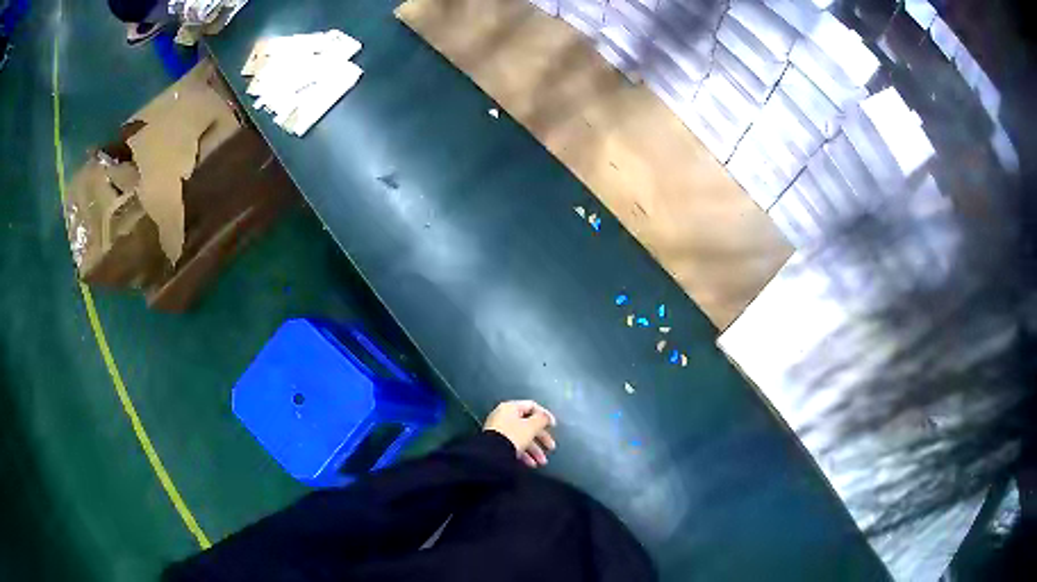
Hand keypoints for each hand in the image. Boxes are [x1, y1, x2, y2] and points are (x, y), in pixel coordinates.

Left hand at [483, 400, 556, 467]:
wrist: (491, 454)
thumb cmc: (512, 435)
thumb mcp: (531, 426)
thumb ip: (542, 419)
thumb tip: (546, 417)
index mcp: (510, 408)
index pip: (532, 406)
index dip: (545, 415)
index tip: (553, 426)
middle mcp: (503, 417)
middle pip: (528, 425)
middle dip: (541, 438)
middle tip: (551, 447)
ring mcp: (499, 431)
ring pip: (522, 438)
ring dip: (534, 450)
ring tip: (542, 462)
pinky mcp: (497, 444)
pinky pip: (514, 446)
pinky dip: (524, 454)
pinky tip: (531, 464)